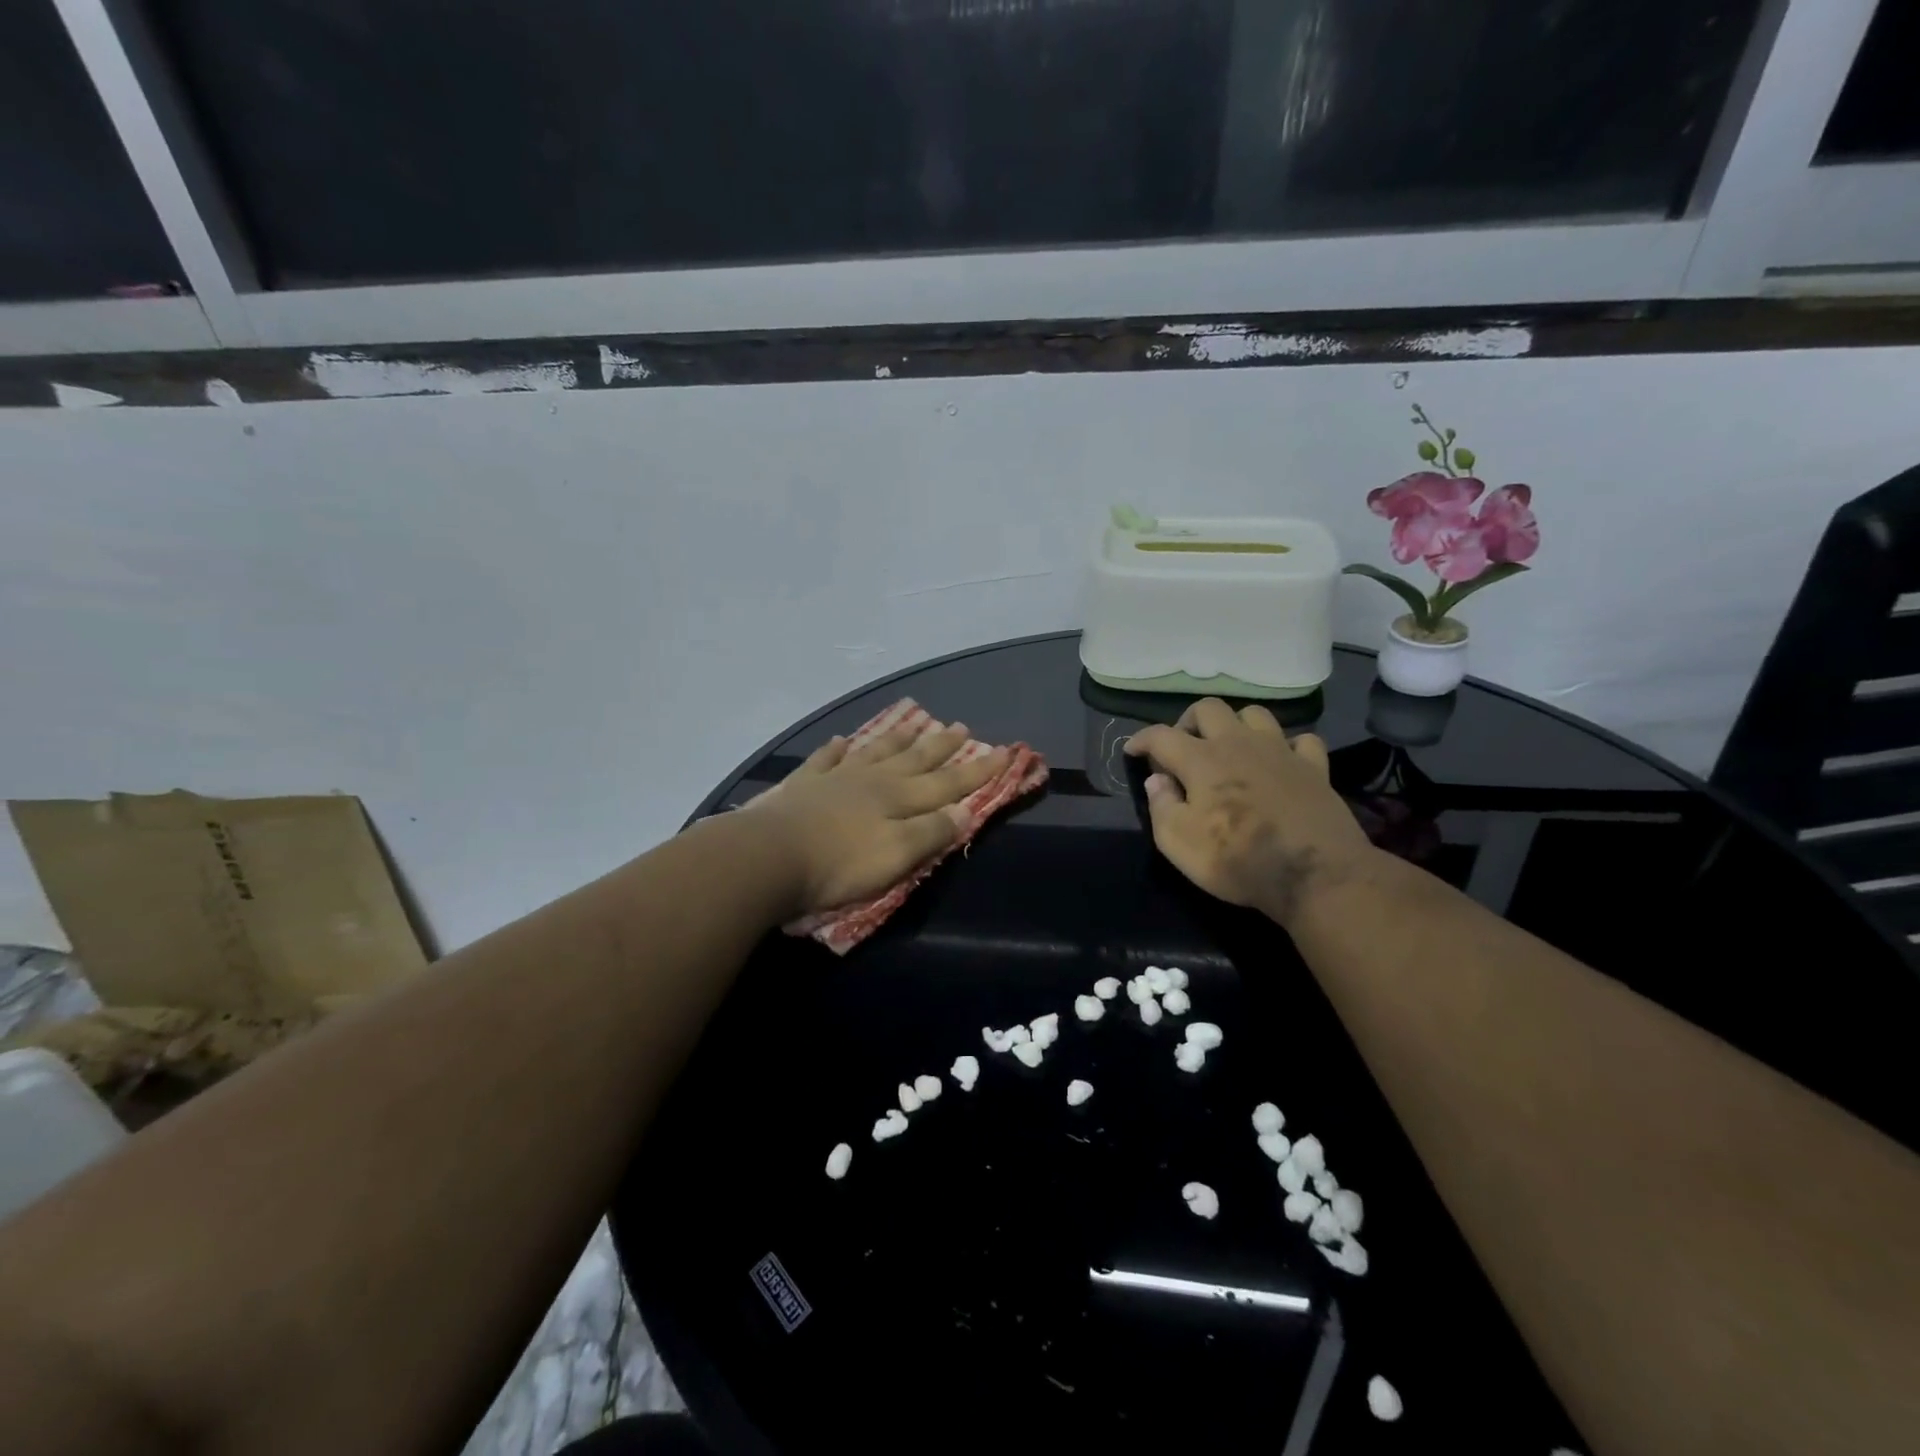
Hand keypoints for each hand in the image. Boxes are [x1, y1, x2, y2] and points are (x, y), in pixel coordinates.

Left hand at [748, 721, 1007, 916]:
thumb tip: (965, 811)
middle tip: (961, 727)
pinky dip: (836, 750)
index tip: (1005, 751)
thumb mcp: (897, 856)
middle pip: (914, 760)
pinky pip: (825, 760)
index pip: (948, 783)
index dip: (979, 771)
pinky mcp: (803, 786)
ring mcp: (836, 779)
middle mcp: (872, 781)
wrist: (768, 857)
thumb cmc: (839, 864)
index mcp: (898, 799)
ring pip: (875, 752)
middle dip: (942, 746)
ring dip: (898, 739)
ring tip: (915, 721)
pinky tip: (842, 741)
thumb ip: (931, 832)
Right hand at [1125, 699, 1374, 926]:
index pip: (1161, 735)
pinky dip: (1286, 747)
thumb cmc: (1237, 860)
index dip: (1141, 739)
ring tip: (1230, 749)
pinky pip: (1301, 740)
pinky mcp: (1314, 767)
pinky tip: (1281, 763)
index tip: (1131, 750)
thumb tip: (1156, 780)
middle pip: (1209, 708)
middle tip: (1183, 749)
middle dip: (1188, 722)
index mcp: (1201, 760)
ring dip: (1236, 725)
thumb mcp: (1178, 843)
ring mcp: (1280, 751)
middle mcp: (1238, 743)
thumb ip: (1161, 806)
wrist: (1315, 874)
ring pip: (1255, 714)